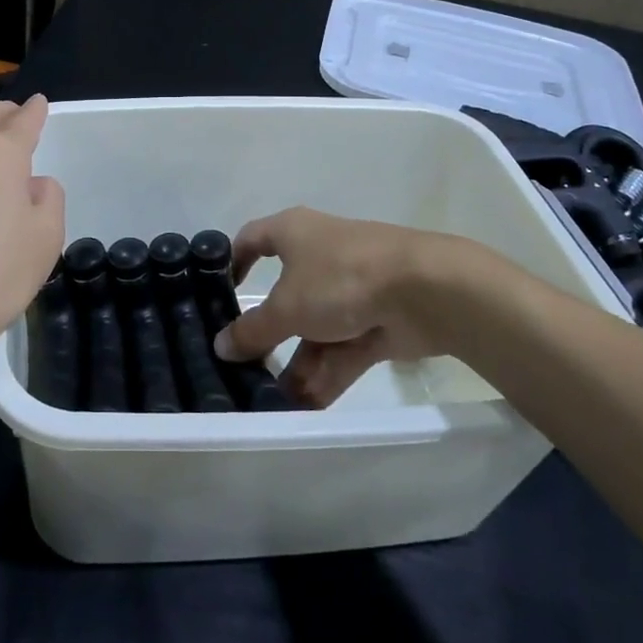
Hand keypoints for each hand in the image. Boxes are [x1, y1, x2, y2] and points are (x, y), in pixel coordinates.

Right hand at [213, 207, 502, 405]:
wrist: (425, 290)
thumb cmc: (340, 278)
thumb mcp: (287, 306)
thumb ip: (253, 330)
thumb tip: (221, 345)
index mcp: (293, 233)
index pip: (252, 240)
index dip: (232, 262)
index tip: (216, 294)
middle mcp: (319, 255)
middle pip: (284, 295)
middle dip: (267, 334)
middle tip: (243, 366)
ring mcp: (350, 289)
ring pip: (314, 328)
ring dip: (297, 364)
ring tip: (272, 403)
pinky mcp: (376, 320)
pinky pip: (342, 348)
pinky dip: (326, 374)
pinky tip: (305, 409)